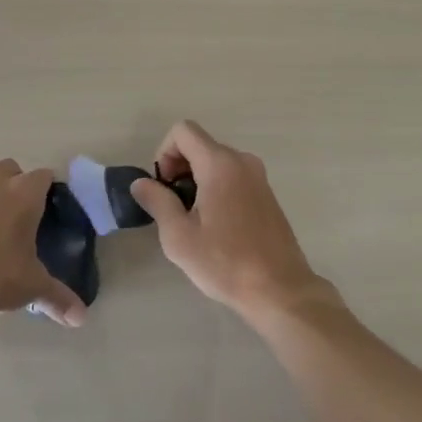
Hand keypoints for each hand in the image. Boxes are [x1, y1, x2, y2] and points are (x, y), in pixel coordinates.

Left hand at [0, 160, 87, 328]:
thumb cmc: (1, 273)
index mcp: (24, 194)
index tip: (53, 205)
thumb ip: (58, 298)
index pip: (43, 176)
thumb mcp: (34, 285)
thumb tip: (79, 318)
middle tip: (26, 210)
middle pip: (9, 169)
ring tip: (0, 227)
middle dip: (17, 181)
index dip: (49, 188)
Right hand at [131, 120, 335, 322]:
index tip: (164, 188)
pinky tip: (217, 226)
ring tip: (194, 220)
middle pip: (199, 145)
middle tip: (174, 208)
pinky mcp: (267, 194)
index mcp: (220, 164)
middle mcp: (242, 161)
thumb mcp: (179, 236)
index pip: (183, 131)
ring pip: (216, 161)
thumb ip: (157, 201)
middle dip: (178, 168)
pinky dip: (216, 188)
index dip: (164, 153)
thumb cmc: (225, 263)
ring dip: (196, 180)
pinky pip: (232, 176)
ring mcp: (258, 176)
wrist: (280, 290)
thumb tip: (141, 183)